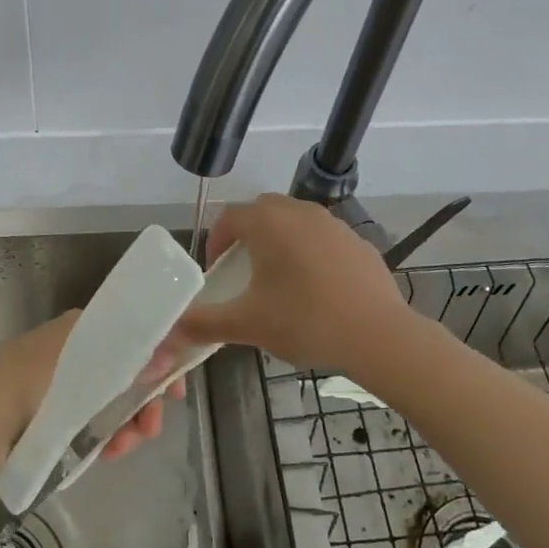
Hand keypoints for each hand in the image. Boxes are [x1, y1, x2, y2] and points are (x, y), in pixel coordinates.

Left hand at [0, 310, 185, 469]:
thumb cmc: (31, 381)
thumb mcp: (86, 364)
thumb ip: (132, 360)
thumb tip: (172, 356)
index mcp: (85, 328)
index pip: (137, 335)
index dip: (163, 358)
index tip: (177, 388)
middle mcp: (78, 351)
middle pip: (129, 373)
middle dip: (146, 400)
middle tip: (153, 426)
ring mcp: (65, 385)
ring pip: (113, 403)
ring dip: (128, 424)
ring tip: (126, 446)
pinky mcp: (54, 416)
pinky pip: (92, 424)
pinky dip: (105, 437)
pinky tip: (109, 452)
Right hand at [174, 194, 413, 372]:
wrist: (378, 335)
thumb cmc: (304, 321)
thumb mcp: (247, 324)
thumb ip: (203, 323)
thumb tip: (170, 330)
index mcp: (268, 223)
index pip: (229, 217)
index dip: (216, 242)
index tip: (216, 272)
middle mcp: (300, 212)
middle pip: (263, 212)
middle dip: (247, 236)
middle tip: (243, 271)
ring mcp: (334, 224)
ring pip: (296, 222)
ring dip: (280, 242)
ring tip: (279, 281)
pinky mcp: (359, 242)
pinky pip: (324, 239)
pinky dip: (311, 254)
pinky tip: (317, 290)